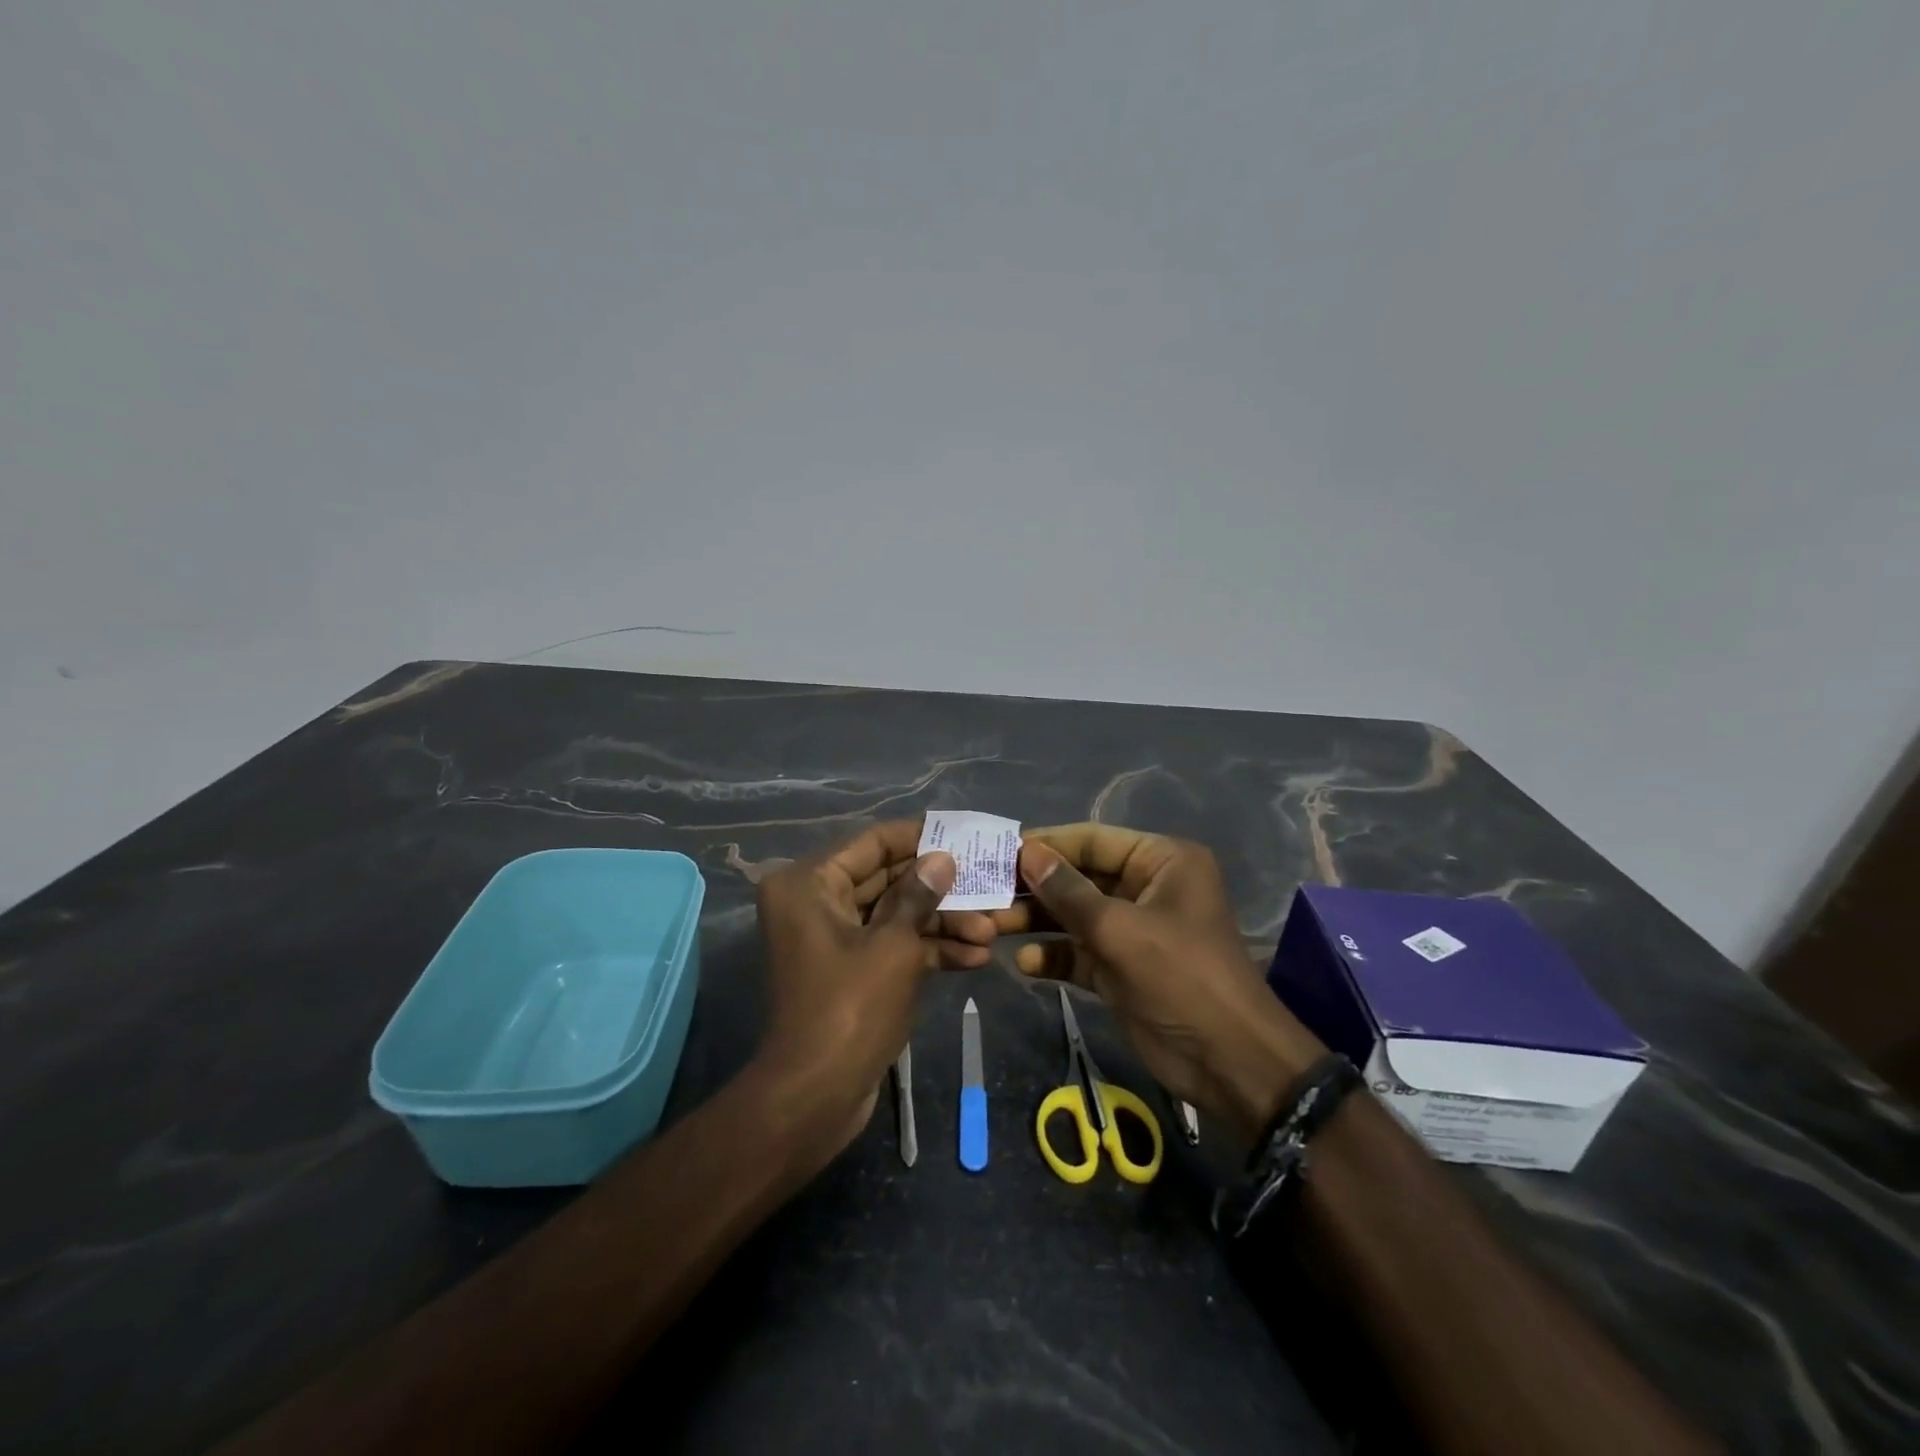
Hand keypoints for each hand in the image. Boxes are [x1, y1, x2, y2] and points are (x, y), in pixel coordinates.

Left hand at [752, 820, 959, 1163]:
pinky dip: (927, 950)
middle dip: (940, 889)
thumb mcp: (893, 945)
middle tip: (988, 885)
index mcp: (810, 882)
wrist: (816, 1098)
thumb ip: (920, 894)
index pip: (872, 842)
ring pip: (896, 915)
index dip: (920, 836)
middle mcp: (816, 902)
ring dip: (942, 923)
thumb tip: (942, 857)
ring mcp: (834, 938)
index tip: (963, 834)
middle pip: (888, 879)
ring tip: (991, 932)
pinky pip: (892, 945)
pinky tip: (973, 957)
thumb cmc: (851, 1007)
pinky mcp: (851, 970)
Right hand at [989, 824, 1325, 1138]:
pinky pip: (1080, 951)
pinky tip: (1026, 963)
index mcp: (1160, 862)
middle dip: (1035, 888)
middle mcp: (1146, 887)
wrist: (1230, 1063)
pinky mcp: (1121, 967)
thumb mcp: (1120, 930)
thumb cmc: (1181, 978)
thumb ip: (1068, 891)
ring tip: (992, 927)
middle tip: (986, 894)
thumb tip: (1025, 852)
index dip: (1046, 845)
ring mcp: (1133, 930)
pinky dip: (1054, 955)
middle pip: (1079, 878)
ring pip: (1074, 915)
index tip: (997, 852)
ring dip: (1037, 921)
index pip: (1092, 840)